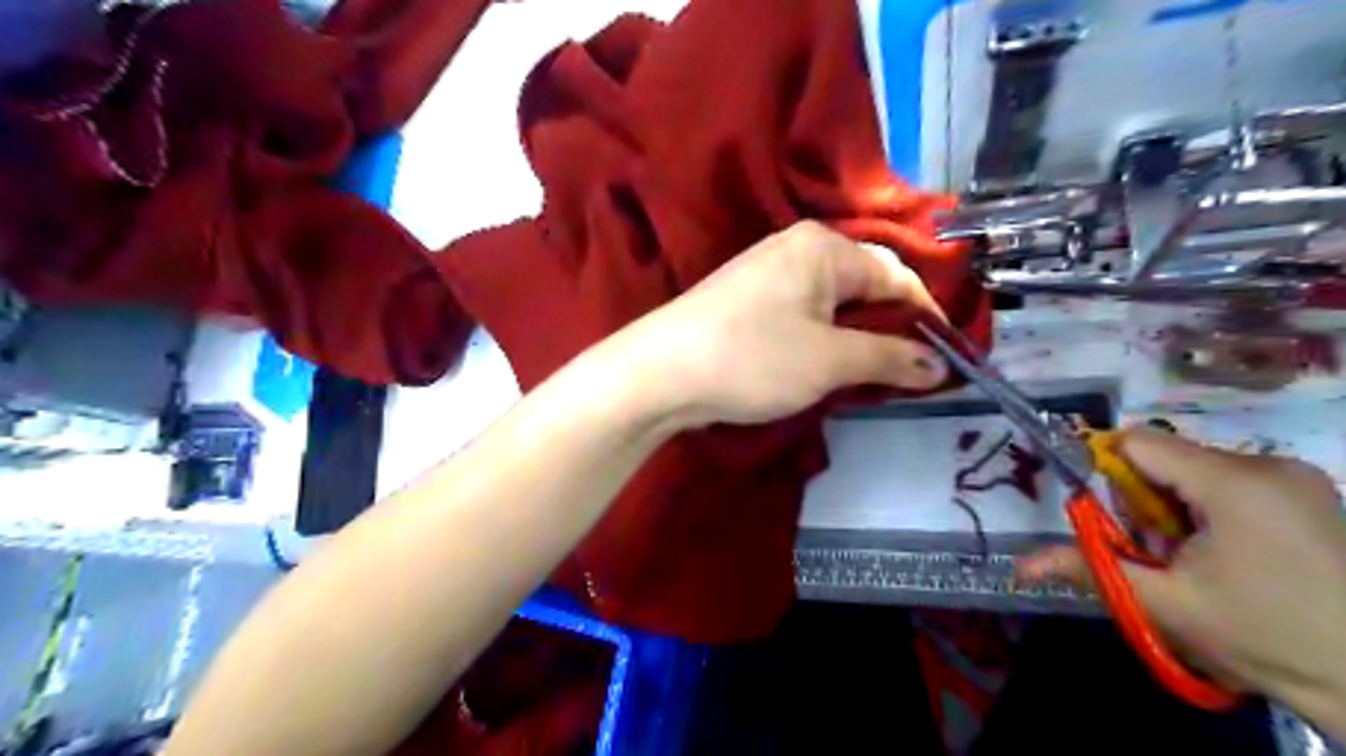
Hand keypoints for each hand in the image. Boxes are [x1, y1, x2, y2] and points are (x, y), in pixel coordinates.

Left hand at [611, 221, 944, 428]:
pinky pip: (805, 315)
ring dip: (858, 339)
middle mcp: (797, 248)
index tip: (949, 359)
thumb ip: (890, 358)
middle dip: (891, 329)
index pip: (896, 274)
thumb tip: (939, 365)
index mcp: (823, 247)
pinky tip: (827, 367)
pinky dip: (825, 340)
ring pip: (834, 304)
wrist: (659, 372)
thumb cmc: (752, 358)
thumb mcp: (830, 361)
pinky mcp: (748, 300)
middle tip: (910, 374)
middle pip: (865, 285)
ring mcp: (767, 273)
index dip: (927, 317)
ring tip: (872, 377)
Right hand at [1022, 431, 1345, 737]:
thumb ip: (1089, 568)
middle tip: (1161, 555)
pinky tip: (1226, 555)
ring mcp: (1295, 477)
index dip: (1106, 473)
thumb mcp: (1164, 604)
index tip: (1110, 520)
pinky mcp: (1307, 493)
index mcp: (1234, 483)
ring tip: (1195, 561)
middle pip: (1165, 458)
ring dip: (1174, 509)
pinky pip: (1227, 482)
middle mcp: (1268, 464)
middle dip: (1143, 502)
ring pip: (1193, 471)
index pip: (1137, 443)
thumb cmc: (1262, 638)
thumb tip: (1019, 565)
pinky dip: (1206, 510)